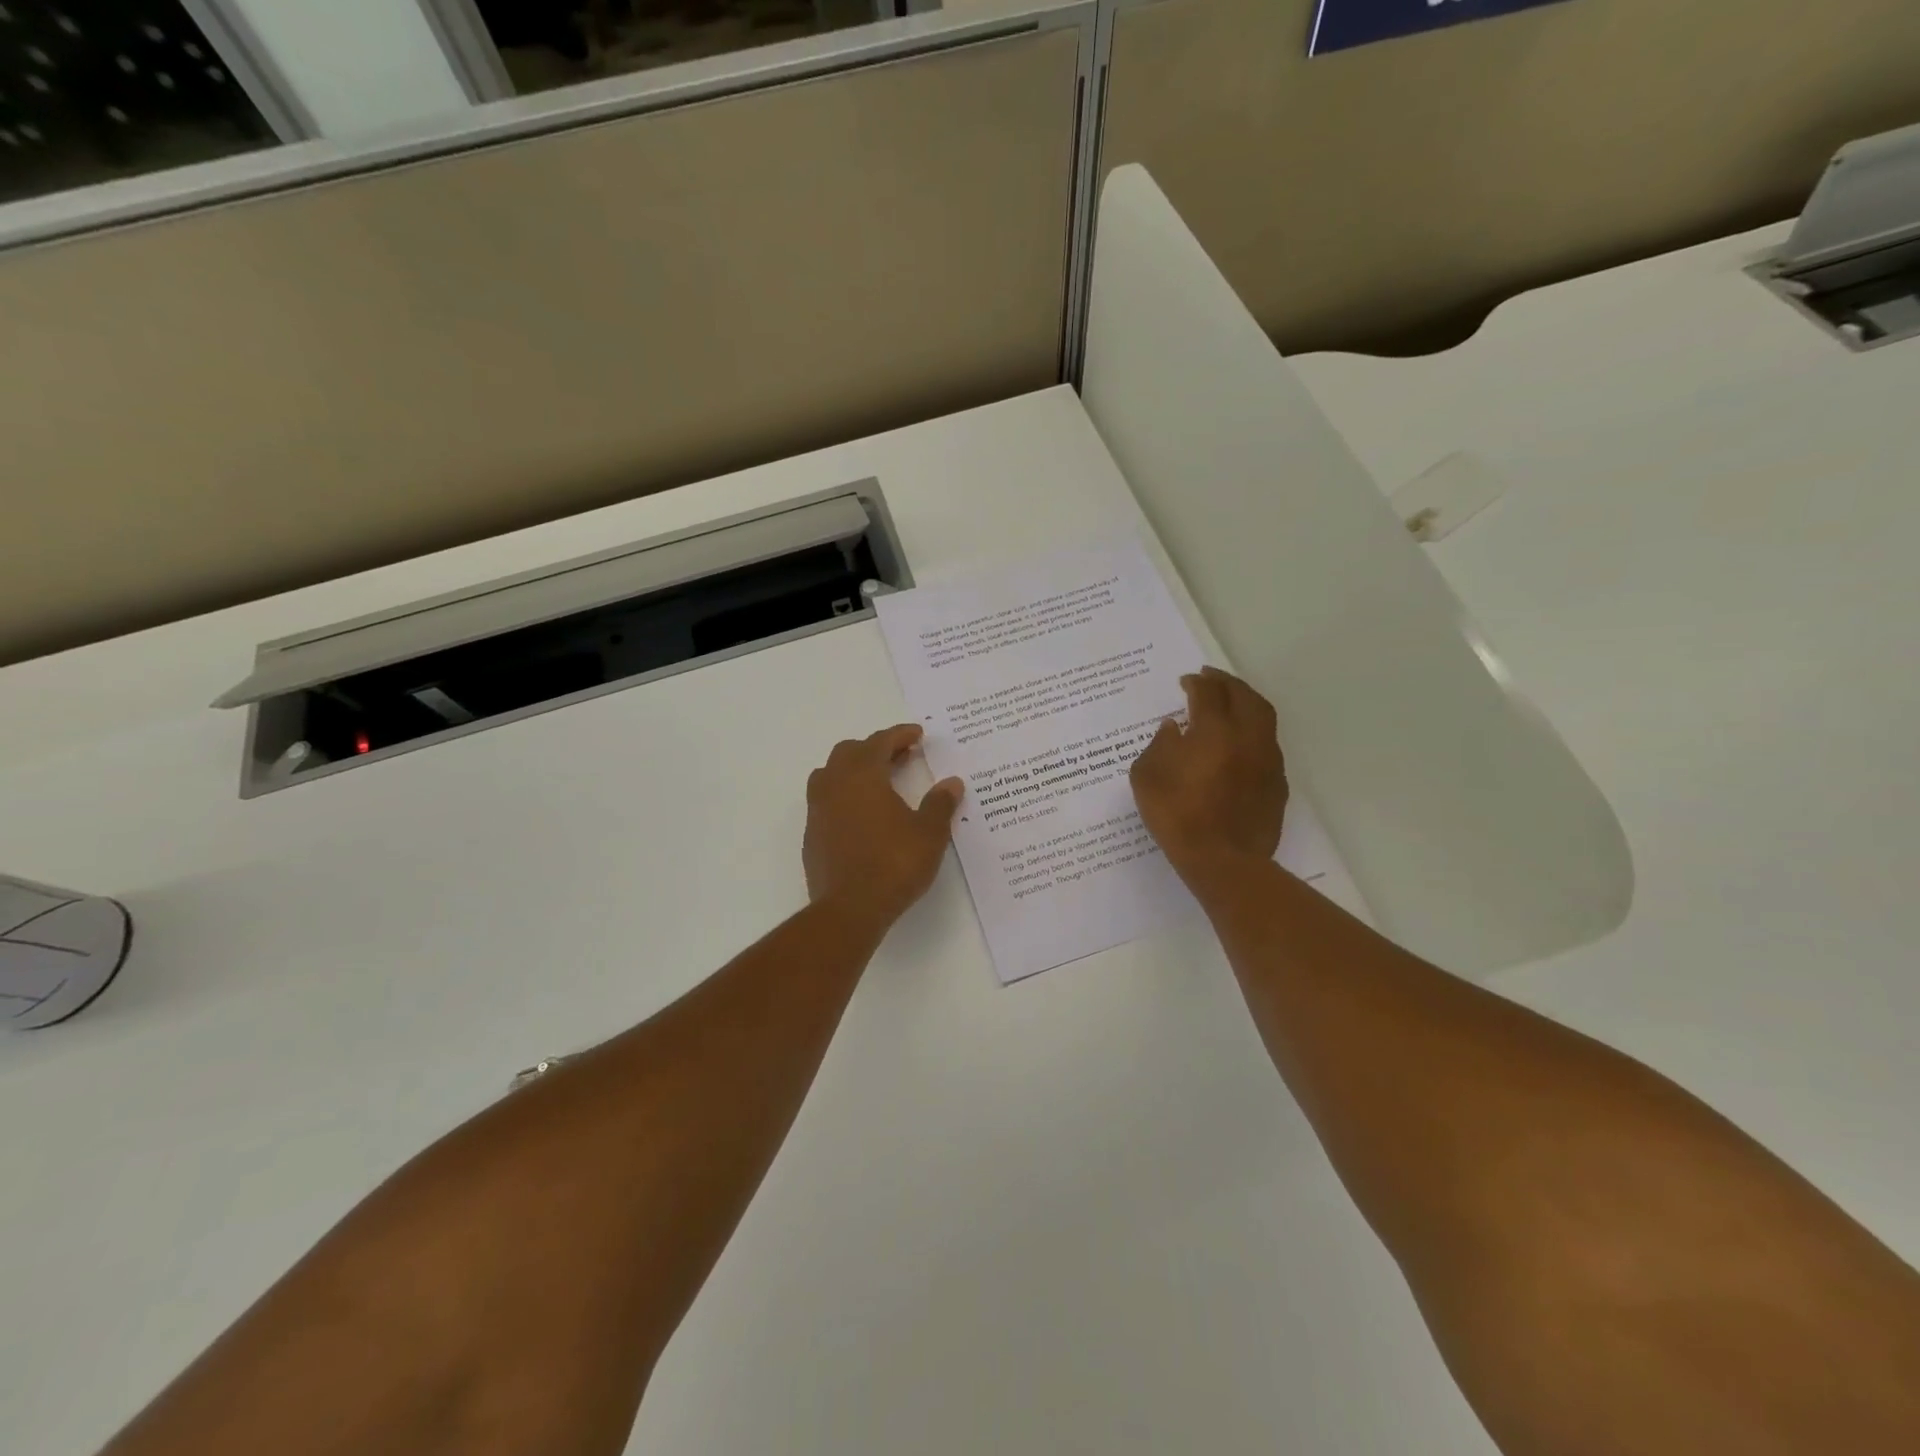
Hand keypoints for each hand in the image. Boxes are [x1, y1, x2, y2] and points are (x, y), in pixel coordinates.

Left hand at [804, 725, 963, 930]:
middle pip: (849, 752)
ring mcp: (818, 810)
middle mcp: (835, 785)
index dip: (900, 735)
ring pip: (831, 774)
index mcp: (862, 775)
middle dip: (875, 748)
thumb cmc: (893, 864)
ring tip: (879, 781)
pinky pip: (826, 801)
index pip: (879, 742)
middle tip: (901, 756)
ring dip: (854, 770)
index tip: (917, 734)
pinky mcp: (812, 835)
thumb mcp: (929, 833)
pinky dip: (844, 796)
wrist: (850, 909)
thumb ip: (940, 804)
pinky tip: (863, 814)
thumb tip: (952, 783)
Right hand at [1130, 667, 1287, 886]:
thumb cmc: (1177, 815)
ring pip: (1263, 718)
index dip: (1197, 683)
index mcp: (1214, 731)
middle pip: (1244, 697)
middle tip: (1212, 678)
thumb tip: (1173, 728)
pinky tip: (1241, 743)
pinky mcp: (1277, 784)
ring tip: (1231, 703)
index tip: (1186, 681)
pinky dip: (1254, 733)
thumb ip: (1158, 745)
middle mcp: (1247, 737)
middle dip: (1227, 683)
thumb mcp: (1147, 777)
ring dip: (1246, 703)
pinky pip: (1268, 746)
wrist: (1222, 860)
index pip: (1208, 694)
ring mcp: (1267, 761)